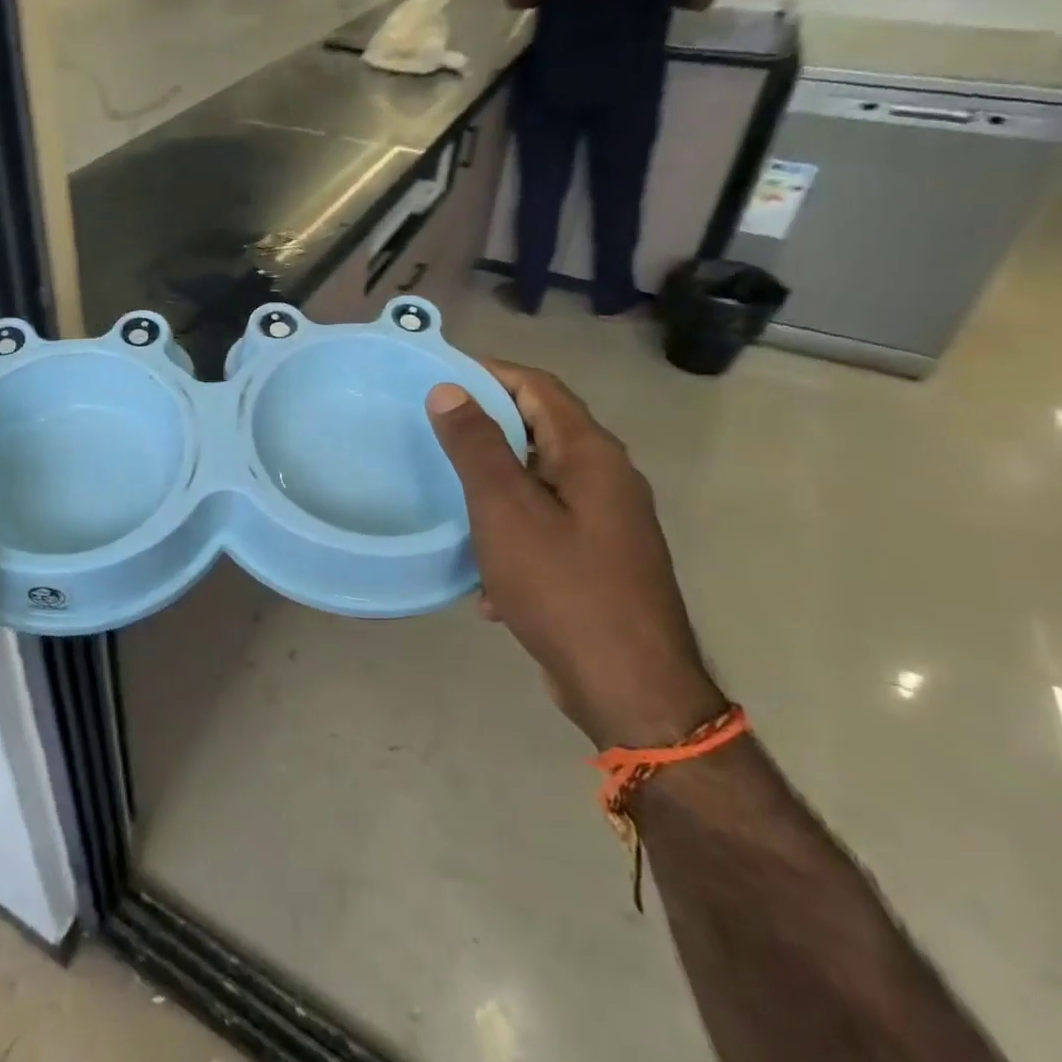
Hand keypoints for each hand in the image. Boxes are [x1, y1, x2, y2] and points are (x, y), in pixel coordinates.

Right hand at [426, 362, 724, 748]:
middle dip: (486, 430)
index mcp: (591, 454)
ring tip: (449, 501)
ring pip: (539, 483)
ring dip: (495, 487)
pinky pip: (546, 527)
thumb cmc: (563, 586)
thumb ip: (476, 445)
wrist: (629, 688)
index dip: (489, 373)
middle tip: (432, 434)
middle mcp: (607, 479)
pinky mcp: (599, 561)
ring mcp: (607, 523)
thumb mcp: (505, 510)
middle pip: (540, 431)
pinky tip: (486, 577)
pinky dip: (511, 535)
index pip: (538, 387)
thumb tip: (449, 389)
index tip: (440, 377)